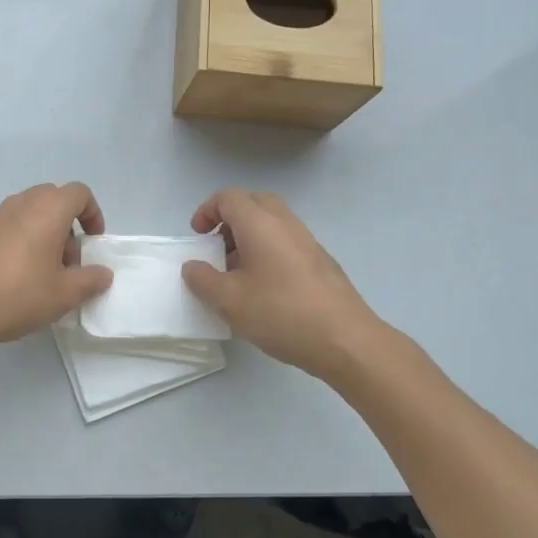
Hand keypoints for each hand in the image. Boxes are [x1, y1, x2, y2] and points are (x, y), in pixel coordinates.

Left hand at [0, 183, 112, 352]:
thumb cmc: (17, 295)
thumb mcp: (63, 295)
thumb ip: (90, 280)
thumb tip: (102, 273)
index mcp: (47, 209)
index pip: (79, 193)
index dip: (93, 214)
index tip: (92, 243)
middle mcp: (20, 203)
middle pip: (53, 201)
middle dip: (67, 227)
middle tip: (67, 263)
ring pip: (28, 214)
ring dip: (41, 234)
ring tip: (40, 274)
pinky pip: (6, 227)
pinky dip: (17, 242)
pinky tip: (11, 276)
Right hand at [181, 188, 385, 382]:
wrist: (345, 339)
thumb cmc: (280, 313)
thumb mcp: (229, 301)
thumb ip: (203, 279)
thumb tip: (193, 266)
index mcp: (260, 224)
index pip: (229, 197)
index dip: (207, 210)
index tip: (198, 236)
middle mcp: (285, 224)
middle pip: (254, 203)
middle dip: (230, 218)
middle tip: (218, 247)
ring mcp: (308, 241)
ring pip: (273, 222)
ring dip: (250, 236)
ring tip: (237, 272)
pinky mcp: (321, 262)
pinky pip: (288, 242)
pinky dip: (269, 250)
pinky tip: (265, 287)